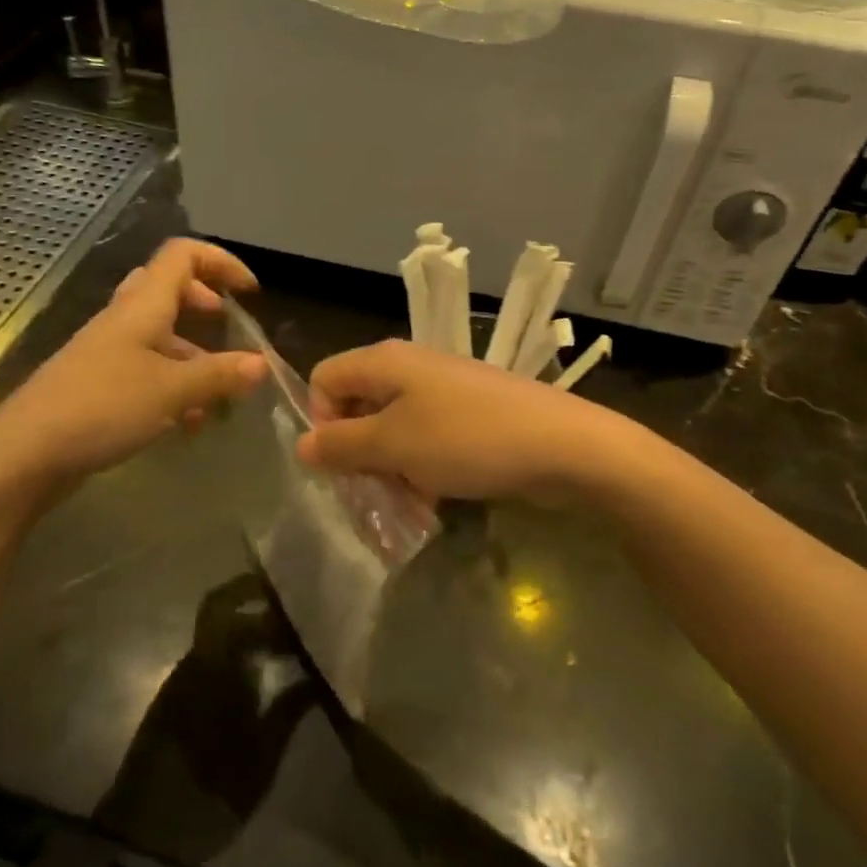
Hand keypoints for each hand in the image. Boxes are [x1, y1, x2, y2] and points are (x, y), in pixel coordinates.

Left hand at [0, 239, 265, 486]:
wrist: (26, 453)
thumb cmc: (102, 407)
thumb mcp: (172, 391)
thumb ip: (219, 375)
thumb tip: (262, 364)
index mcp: (142, 306)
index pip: (182, 255)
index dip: (221, 262)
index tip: (250, 293)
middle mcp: (125, 320)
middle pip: (169, 289)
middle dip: (205, 304)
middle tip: (227, 328)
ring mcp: (109, 353)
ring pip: (160, 336)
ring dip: (194, 356)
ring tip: (219, 395)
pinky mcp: (100, 385)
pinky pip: (147, 371)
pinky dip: (174, 387)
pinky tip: (189, 425)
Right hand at [296, 340, 616, 504]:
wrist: (563, 445)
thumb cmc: (466, 439)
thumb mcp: (394, 445)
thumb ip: (341, 445)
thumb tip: (302, 444)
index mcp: (385, 362)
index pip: (324, 378)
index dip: (321, 420)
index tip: (341, 461)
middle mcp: (410, 368)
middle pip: (358, 406)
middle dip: (357, 454)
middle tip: (370, 493)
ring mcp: (443, 391)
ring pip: (393, 429)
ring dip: (390, 469)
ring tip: (407, 505)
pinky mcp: (469, 415)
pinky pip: (427, 439)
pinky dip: (421, 468)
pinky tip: (435, 500)